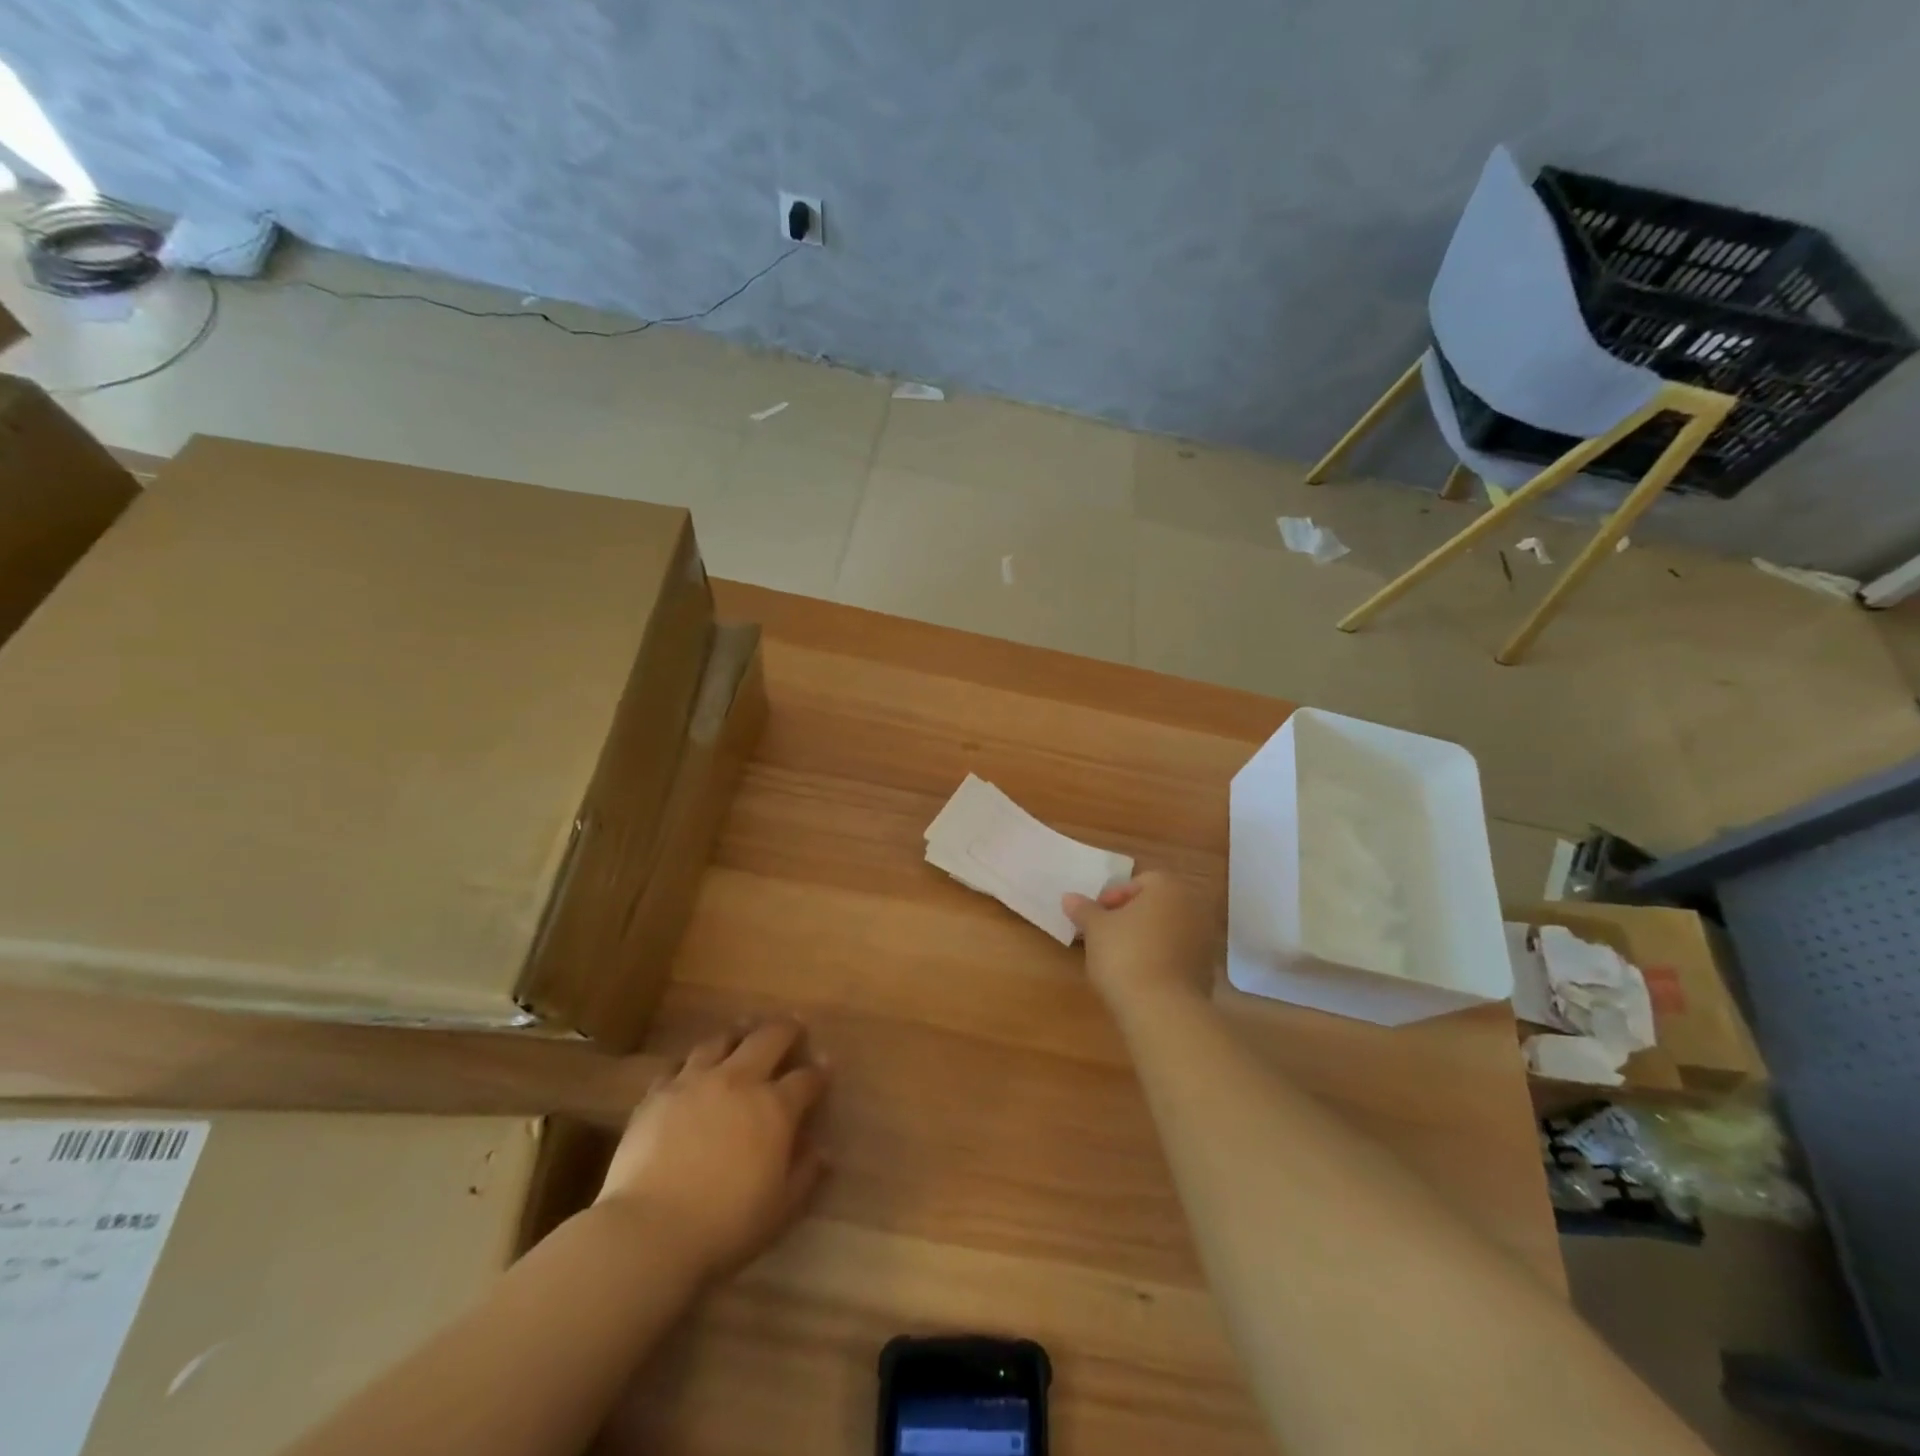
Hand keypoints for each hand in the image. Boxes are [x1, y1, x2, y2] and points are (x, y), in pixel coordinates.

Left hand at [596, 1019, 828, 1277]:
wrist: (649, 1230)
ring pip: (722, 1041)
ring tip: (744, 1031)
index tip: (824, 1066)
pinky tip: (692, 1067)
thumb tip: (822, 1151)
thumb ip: (805, 1175)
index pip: (806, 1079)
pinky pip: (678, 1064)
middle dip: (786, 1029)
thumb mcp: (779, 1210)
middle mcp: (739, 1081)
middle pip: (768, 1038)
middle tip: (793, 1026)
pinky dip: (692, 1062)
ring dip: (738, 1033)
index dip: (818, 1072)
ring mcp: (696, 1082)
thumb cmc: (724, 1225)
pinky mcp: (658, 1093)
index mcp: (775, 1108)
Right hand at [1063, 871, 1215, 1006]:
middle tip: (1105, 936)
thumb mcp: (1095, 929)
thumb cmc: (1125, 955)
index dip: (1112, 898)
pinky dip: (1160, 960)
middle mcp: (1193, 907)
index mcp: (1168, 887)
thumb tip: (1069, 897)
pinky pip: (1178, 955)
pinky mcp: (1207, 971)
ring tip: (1120, 959)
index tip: (1095, 920)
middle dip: (1130, 918)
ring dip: (1146, 939)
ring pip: (1168, 930)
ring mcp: (1205, 940)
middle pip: (1155, 905)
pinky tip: (1140, 977)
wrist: (1162, 1010)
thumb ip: (1084, 910)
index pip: (1138, 882)